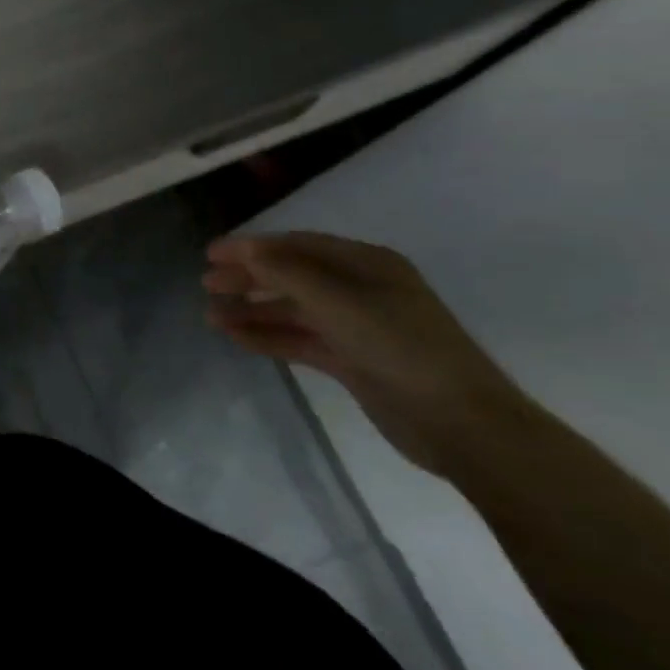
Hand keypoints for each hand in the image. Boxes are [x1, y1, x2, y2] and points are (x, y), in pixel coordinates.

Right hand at [203, 231, 526, 476]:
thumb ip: (287, 273)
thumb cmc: (401, 348)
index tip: (210, 255)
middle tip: (206, 285)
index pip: (298, 246)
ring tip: (212, 317)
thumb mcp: (340, 302)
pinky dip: (268, 337)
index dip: (252, 247)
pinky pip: (300, 341)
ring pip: (293, 311)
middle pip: (293, 276)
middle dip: (249, 278)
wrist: (462, 423)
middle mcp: (361, 290)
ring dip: (253, 311)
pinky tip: (236, 339)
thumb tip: (245, 249)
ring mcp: (357, 327)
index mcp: (368, 265)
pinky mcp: (352, 361)